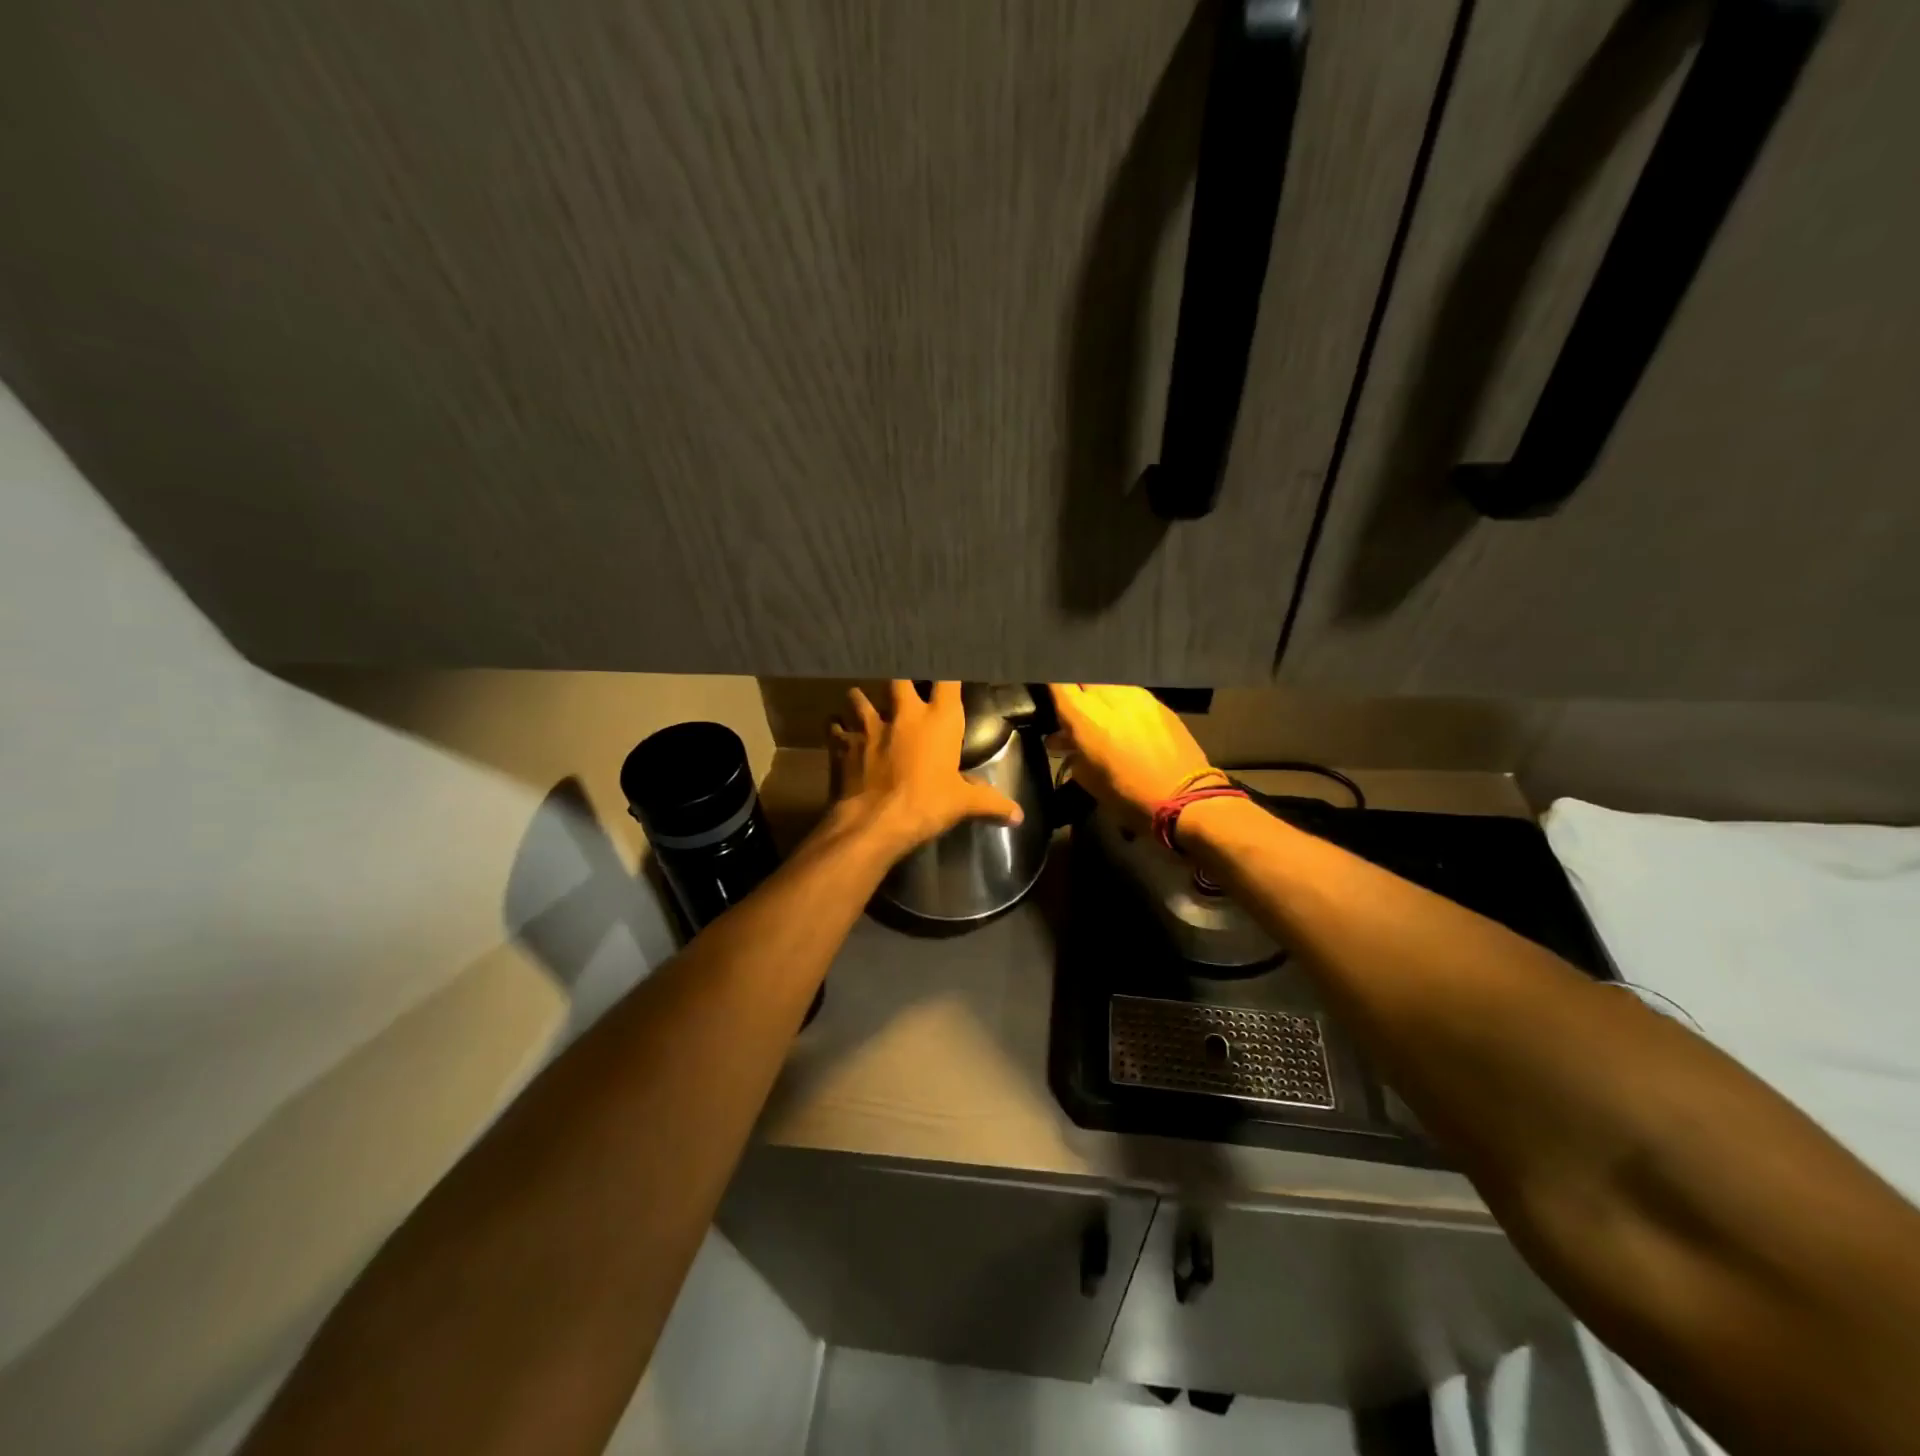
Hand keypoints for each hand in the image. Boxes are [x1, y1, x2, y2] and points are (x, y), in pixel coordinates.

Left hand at [830, 681, 1023, 852]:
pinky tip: (838, 732)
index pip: (947, 680)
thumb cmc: (926, 805)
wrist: (874, 822)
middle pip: (898, 678)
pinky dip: (837, 728)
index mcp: (939, 721)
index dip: (947, 671)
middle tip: (901, 685)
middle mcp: (904, 714)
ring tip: (862, 703)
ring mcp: (869, 725)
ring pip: (859, 696)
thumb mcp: (963, 804)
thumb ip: (991, 804)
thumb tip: (1018, 816)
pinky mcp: (843, 743)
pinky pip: (836, 727)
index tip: (946, 668)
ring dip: (861, 700)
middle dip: (900, 679)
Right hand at [1049, 683, 1216, 828]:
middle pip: (1083, 677)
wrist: (1184, 799)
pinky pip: (1129, 693)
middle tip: (1072, 709)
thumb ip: (1071, 752)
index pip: (1058, 681)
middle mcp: (1109, 697)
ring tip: (1099, 716)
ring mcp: (1136, 695)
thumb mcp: (1087, 779)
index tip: (1047, 696)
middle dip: (1075, 690)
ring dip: (1099, 696)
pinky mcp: (1158, 702)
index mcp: (1084, 716)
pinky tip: (1122, 720)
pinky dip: (1120, 702)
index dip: (1050, 686)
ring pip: (1107, 683)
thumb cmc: (1127, 796)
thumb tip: (1060, 740)